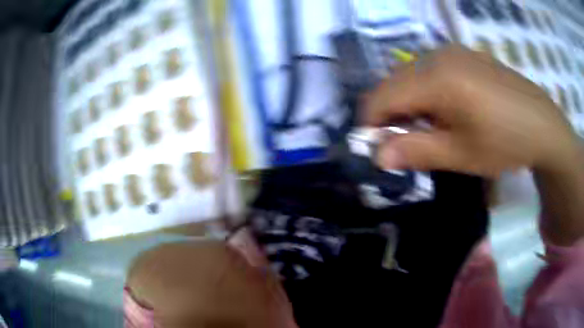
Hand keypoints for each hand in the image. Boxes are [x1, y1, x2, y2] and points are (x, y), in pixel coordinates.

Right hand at [364, 45, 579, 176]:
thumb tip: (377, 156)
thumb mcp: (461, 154)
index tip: (379, 148)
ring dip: (409, 102)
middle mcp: (438, 55)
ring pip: (411, 74)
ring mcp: (453, 52)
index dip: (371, 123)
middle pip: (393, 82)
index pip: (381, 96)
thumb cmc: (505, 142)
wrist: (543, 124)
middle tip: (406, 143)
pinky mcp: (465, 55)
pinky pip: (430, 69)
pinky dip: (426, 91)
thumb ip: (416, 151)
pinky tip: (447, 109)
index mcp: (435, 78)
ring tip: (430, 128)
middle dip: (390, 114)